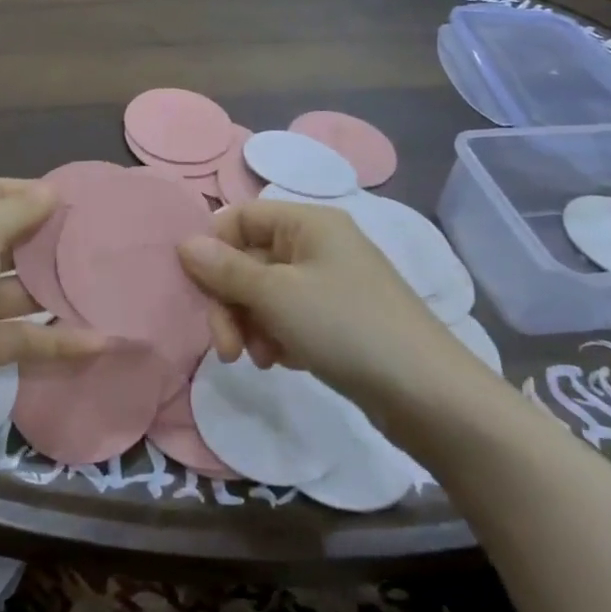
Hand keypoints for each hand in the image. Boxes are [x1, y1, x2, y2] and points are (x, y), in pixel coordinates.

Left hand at [0, 179, 107, 447]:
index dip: (30, 192)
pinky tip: (98, 341)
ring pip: (17, 292)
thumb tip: (50, 191)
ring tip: (105, 287)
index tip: (76, 200)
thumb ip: (16, 212)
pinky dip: (55, 340)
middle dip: (48, 240)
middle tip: (97, 241)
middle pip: (7, 241)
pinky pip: (22, 337)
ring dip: (55, 291)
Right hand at [177, 200, 497, 414]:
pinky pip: (289, 317)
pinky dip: (276, 337)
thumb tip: (183, 242)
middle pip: (250, 259)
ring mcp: (330, 283)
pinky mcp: (338, 319)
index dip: (213, 248)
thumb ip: (225, 269)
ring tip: (260, 360)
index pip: (240, 217)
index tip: (197, 289)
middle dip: (230, 301)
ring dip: (251, 324)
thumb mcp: (276, 296)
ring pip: (266, 293)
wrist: (427, 394)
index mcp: (308, 223)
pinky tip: (282, 363)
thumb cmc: (345, 327)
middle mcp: (318, 244)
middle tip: (225, 347)